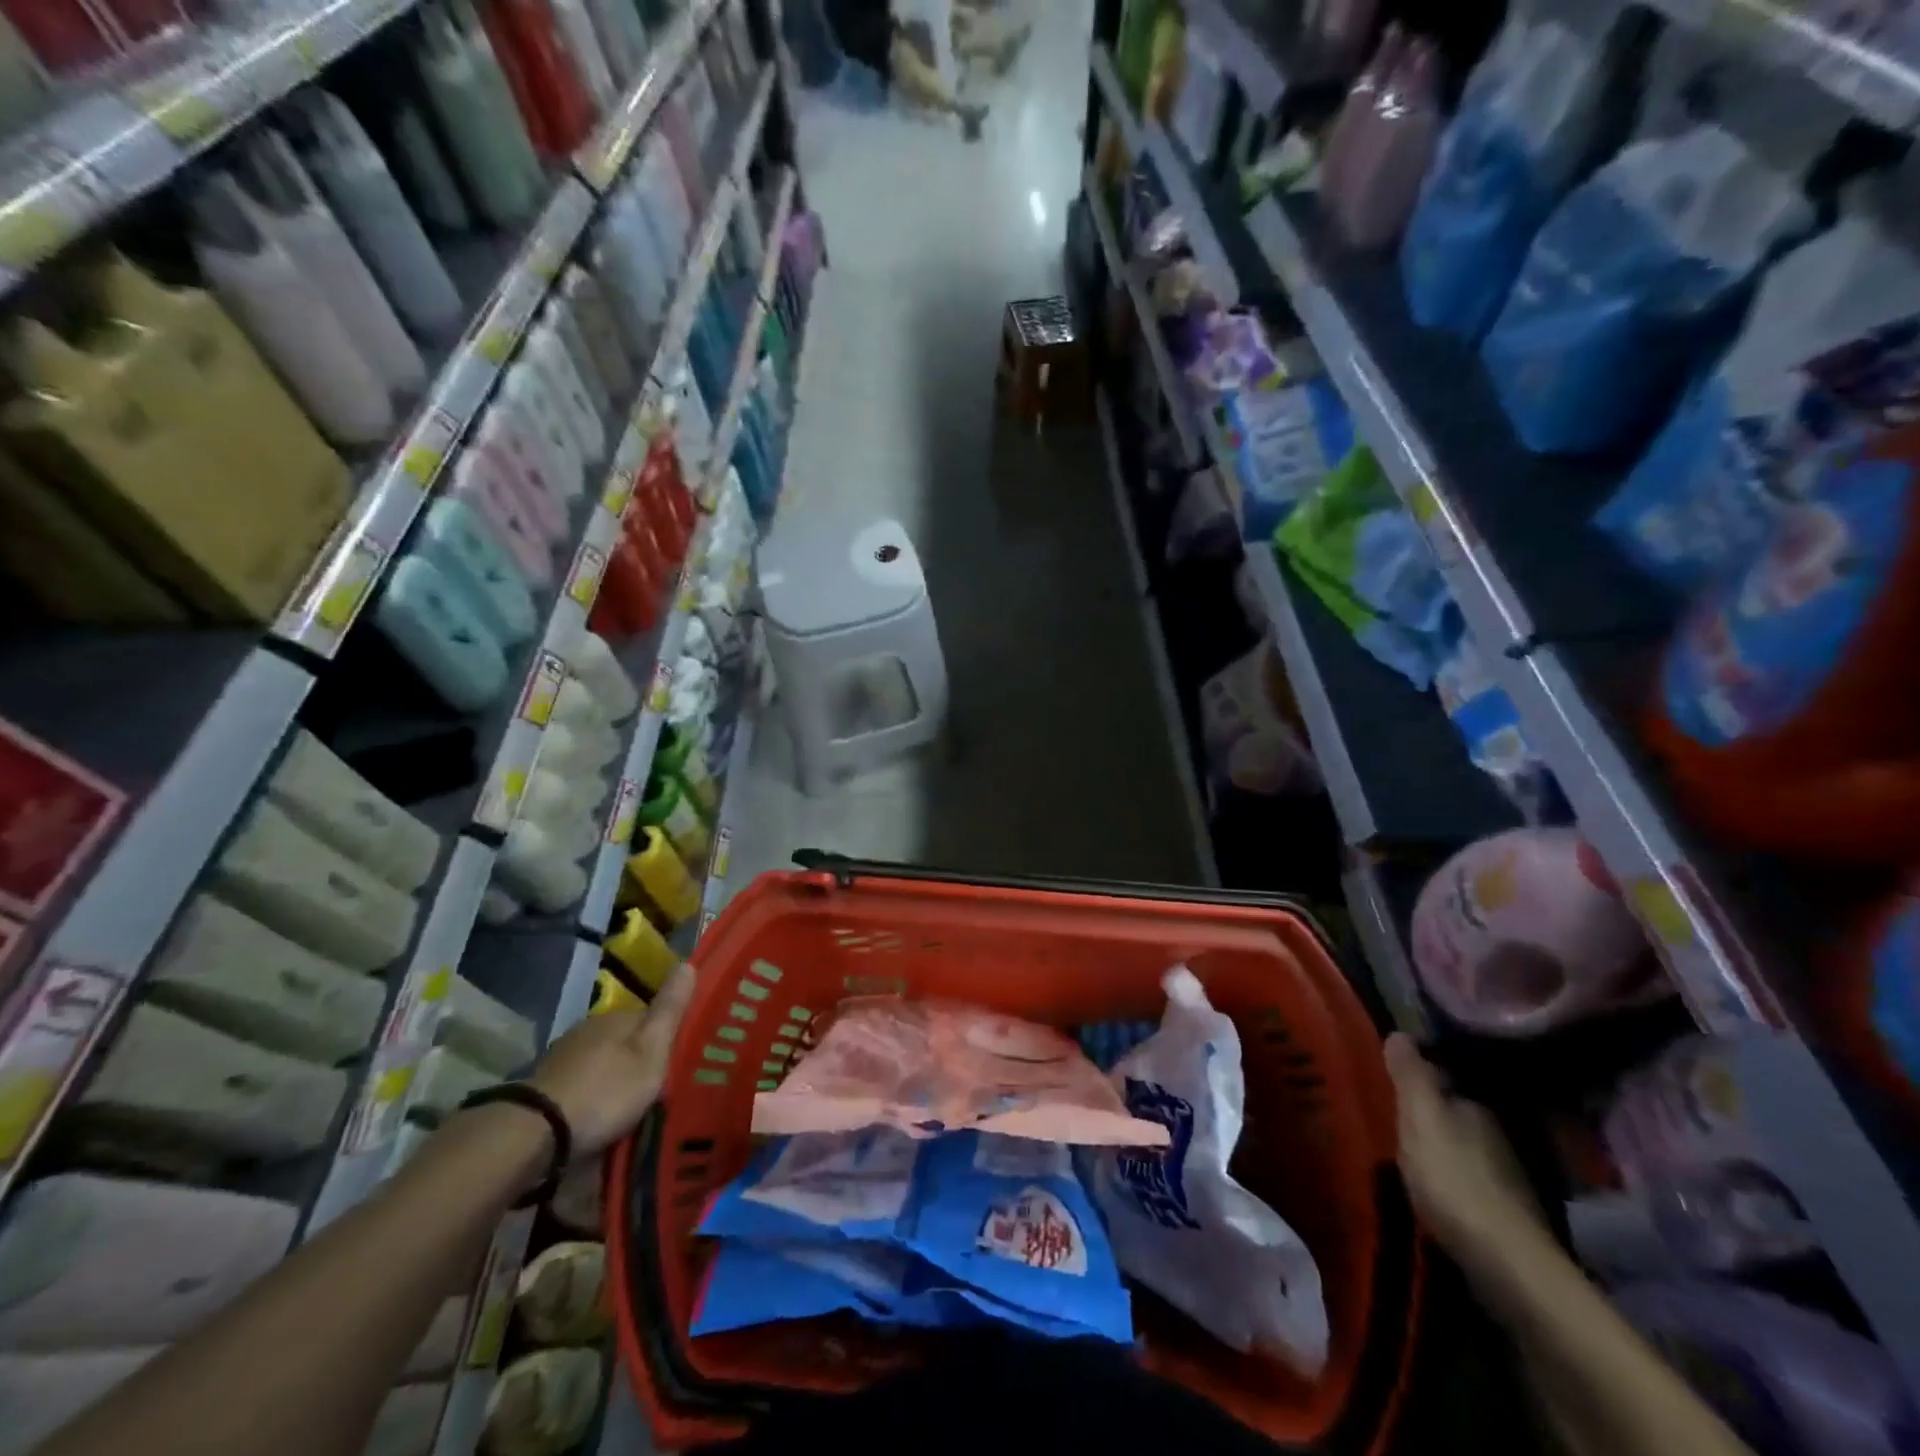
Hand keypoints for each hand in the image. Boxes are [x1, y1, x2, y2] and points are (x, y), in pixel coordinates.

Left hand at [528, 964, 695, 1157]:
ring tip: (628, 1106)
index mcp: (618, 1016)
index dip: (665, 1038)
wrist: (537, 1133)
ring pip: (602, 1060)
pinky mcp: (545, 1086)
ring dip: (613, 1077)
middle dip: (638, 1059)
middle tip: (655, 1089)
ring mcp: (563, 1056)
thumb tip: (688, 964)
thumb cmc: (606, 1090)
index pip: (651, 1017)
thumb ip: (669, 1011)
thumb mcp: (652, 1051)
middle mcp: (589, 1028)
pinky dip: (592, 1093)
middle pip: (625, 1040)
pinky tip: (597, 1114)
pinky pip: (581, 1082)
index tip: (676, 1062)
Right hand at [1385, 1033, 1545, 1269]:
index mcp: (1476, 1108)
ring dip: (1444, 1151)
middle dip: (1432, 1116)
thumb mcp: (1419, 1118)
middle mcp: (1498, 1138)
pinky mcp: (1507, 1219)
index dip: (1420, 1079)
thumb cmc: (1453, 1178)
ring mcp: (1508, 1181)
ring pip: (1467, 1152)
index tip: (1393, 1080)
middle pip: (1457, 1117)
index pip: (1446, 1082)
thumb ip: (1410, 1077)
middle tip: (1395, 1116)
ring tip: (1409, 1154)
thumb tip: (1401, 1032)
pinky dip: (1454, 1183)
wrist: (1505, 1263)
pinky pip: (1472, 1185)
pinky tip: (1436, 1192)